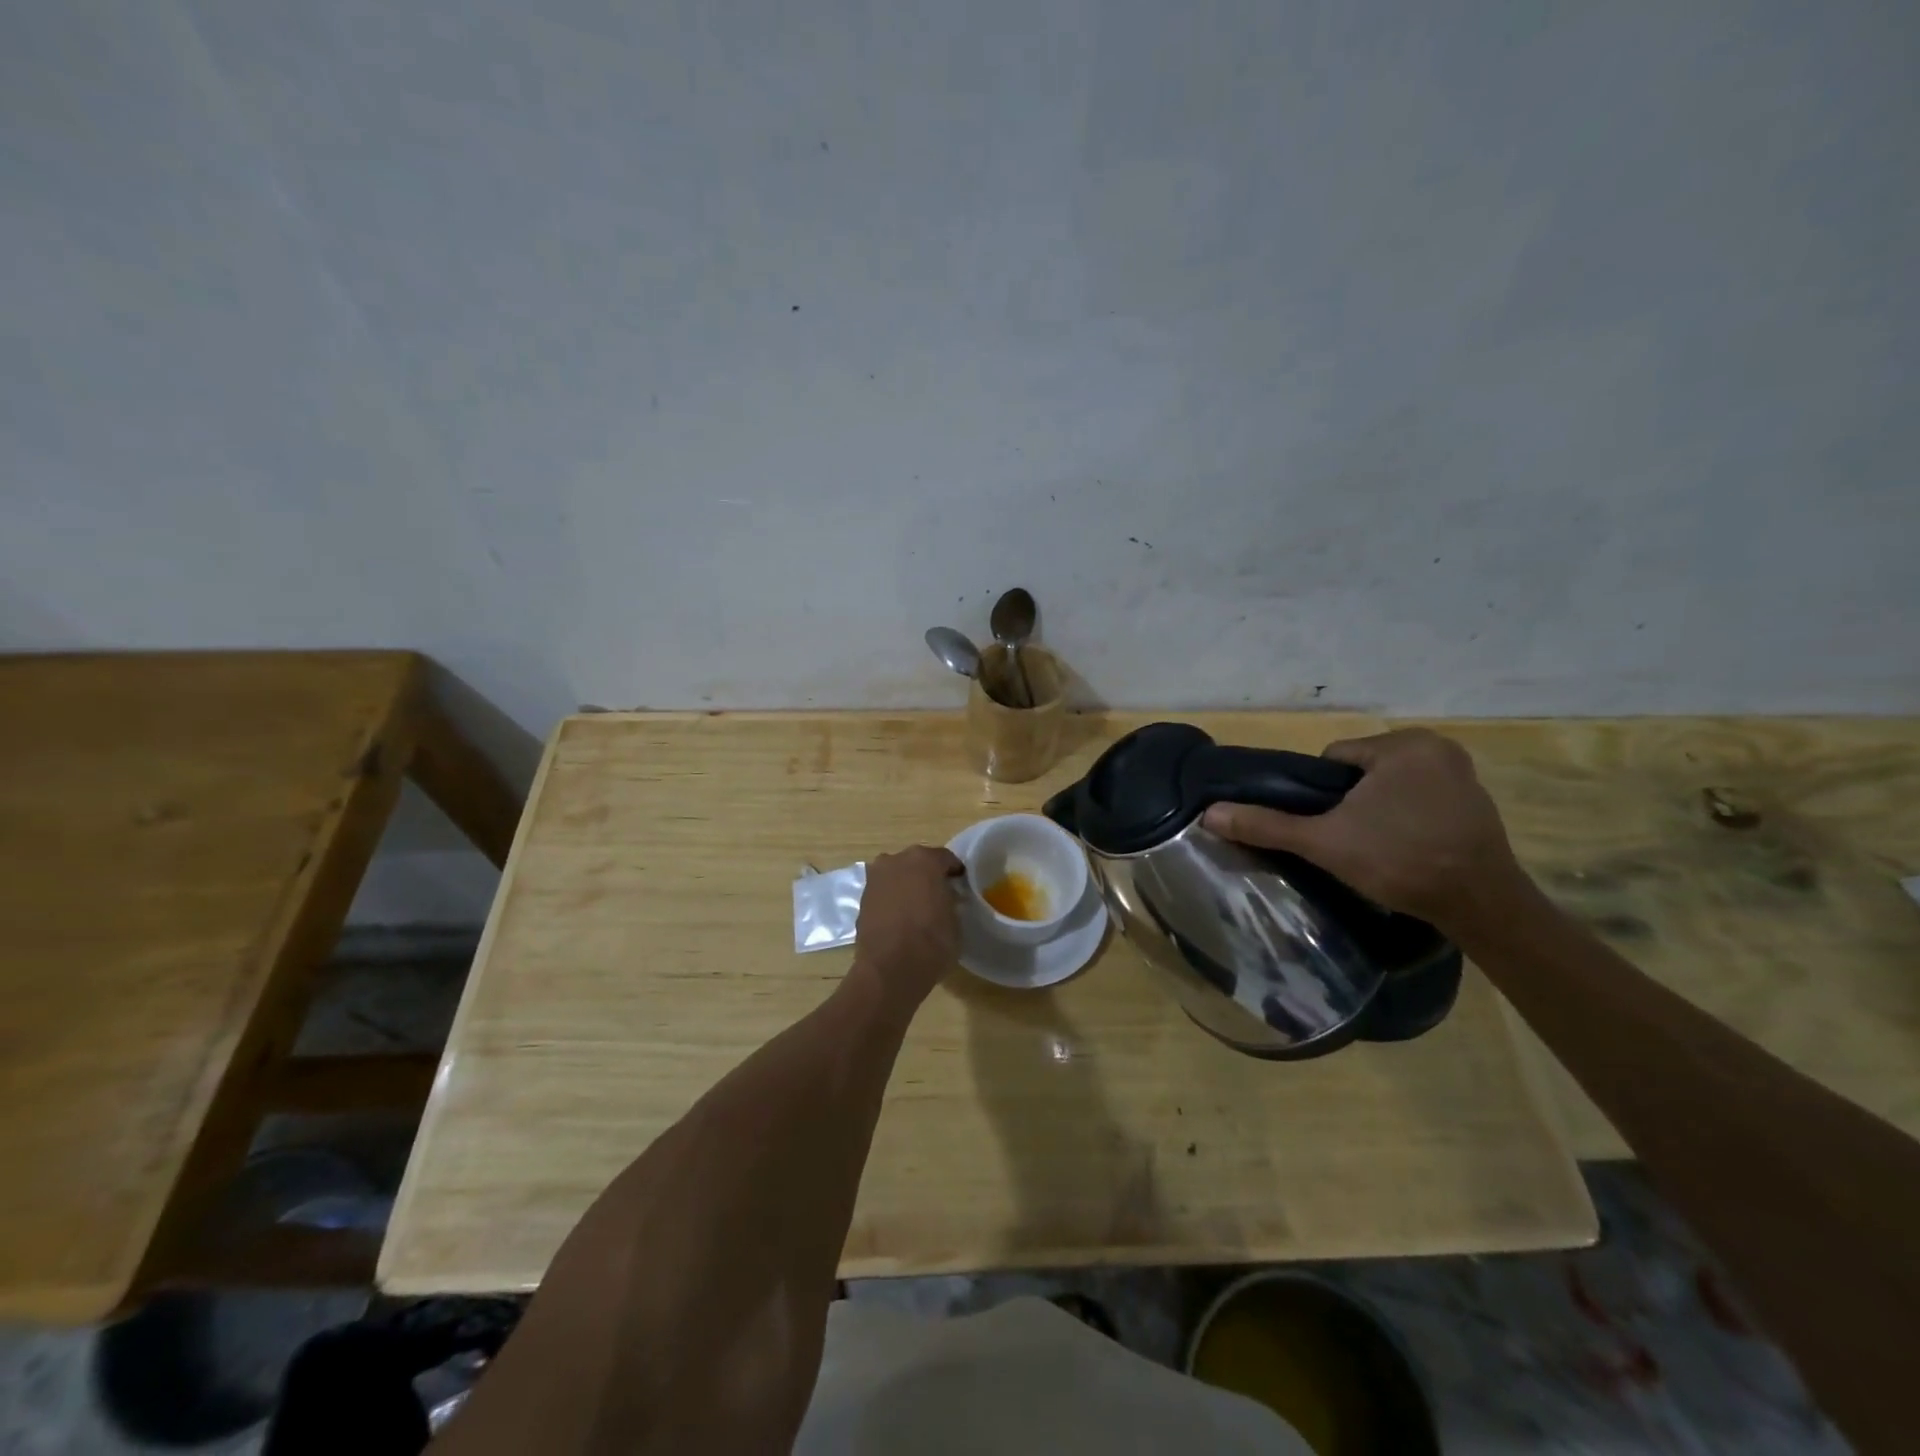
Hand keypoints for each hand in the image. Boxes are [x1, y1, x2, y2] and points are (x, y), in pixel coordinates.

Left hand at [851, 845, 963, 1008]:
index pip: (946, 859)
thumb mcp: (955, 920)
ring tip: (917, 908)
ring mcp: (875, 878)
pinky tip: (900, 918)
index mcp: (924, 860)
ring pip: (898, 875)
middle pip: (918, 863)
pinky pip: (884, 891)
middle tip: (939, 896)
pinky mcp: (862, 898)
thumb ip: (951, 901)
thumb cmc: (931, 942)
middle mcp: (896, 860)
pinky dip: (892, 899)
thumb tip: (946, 898)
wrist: (889, 969)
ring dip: (907, 885)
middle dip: (928, 876)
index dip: (955, 873)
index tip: (961, 887)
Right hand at [1202, 729, 1529, 937]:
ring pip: (1392, 785)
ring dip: (1379, 809)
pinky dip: (1409, 817)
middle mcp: (1438, 747)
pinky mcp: (1479, 801)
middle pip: (1364, 770)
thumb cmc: (1399, 861)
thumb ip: (1267, 825)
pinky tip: (1407, 847)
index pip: (1336, 758)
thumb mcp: (1324, 842)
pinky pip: (1422, 798)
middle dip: (1352, 802)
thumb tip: (1209, 814)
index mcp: (1404, 744)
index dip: (1322, 795)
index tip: (1331, 828)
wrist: (1481, 906)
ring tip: (1378, 848)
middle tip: (1352, 841)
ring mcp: (1464, 774)